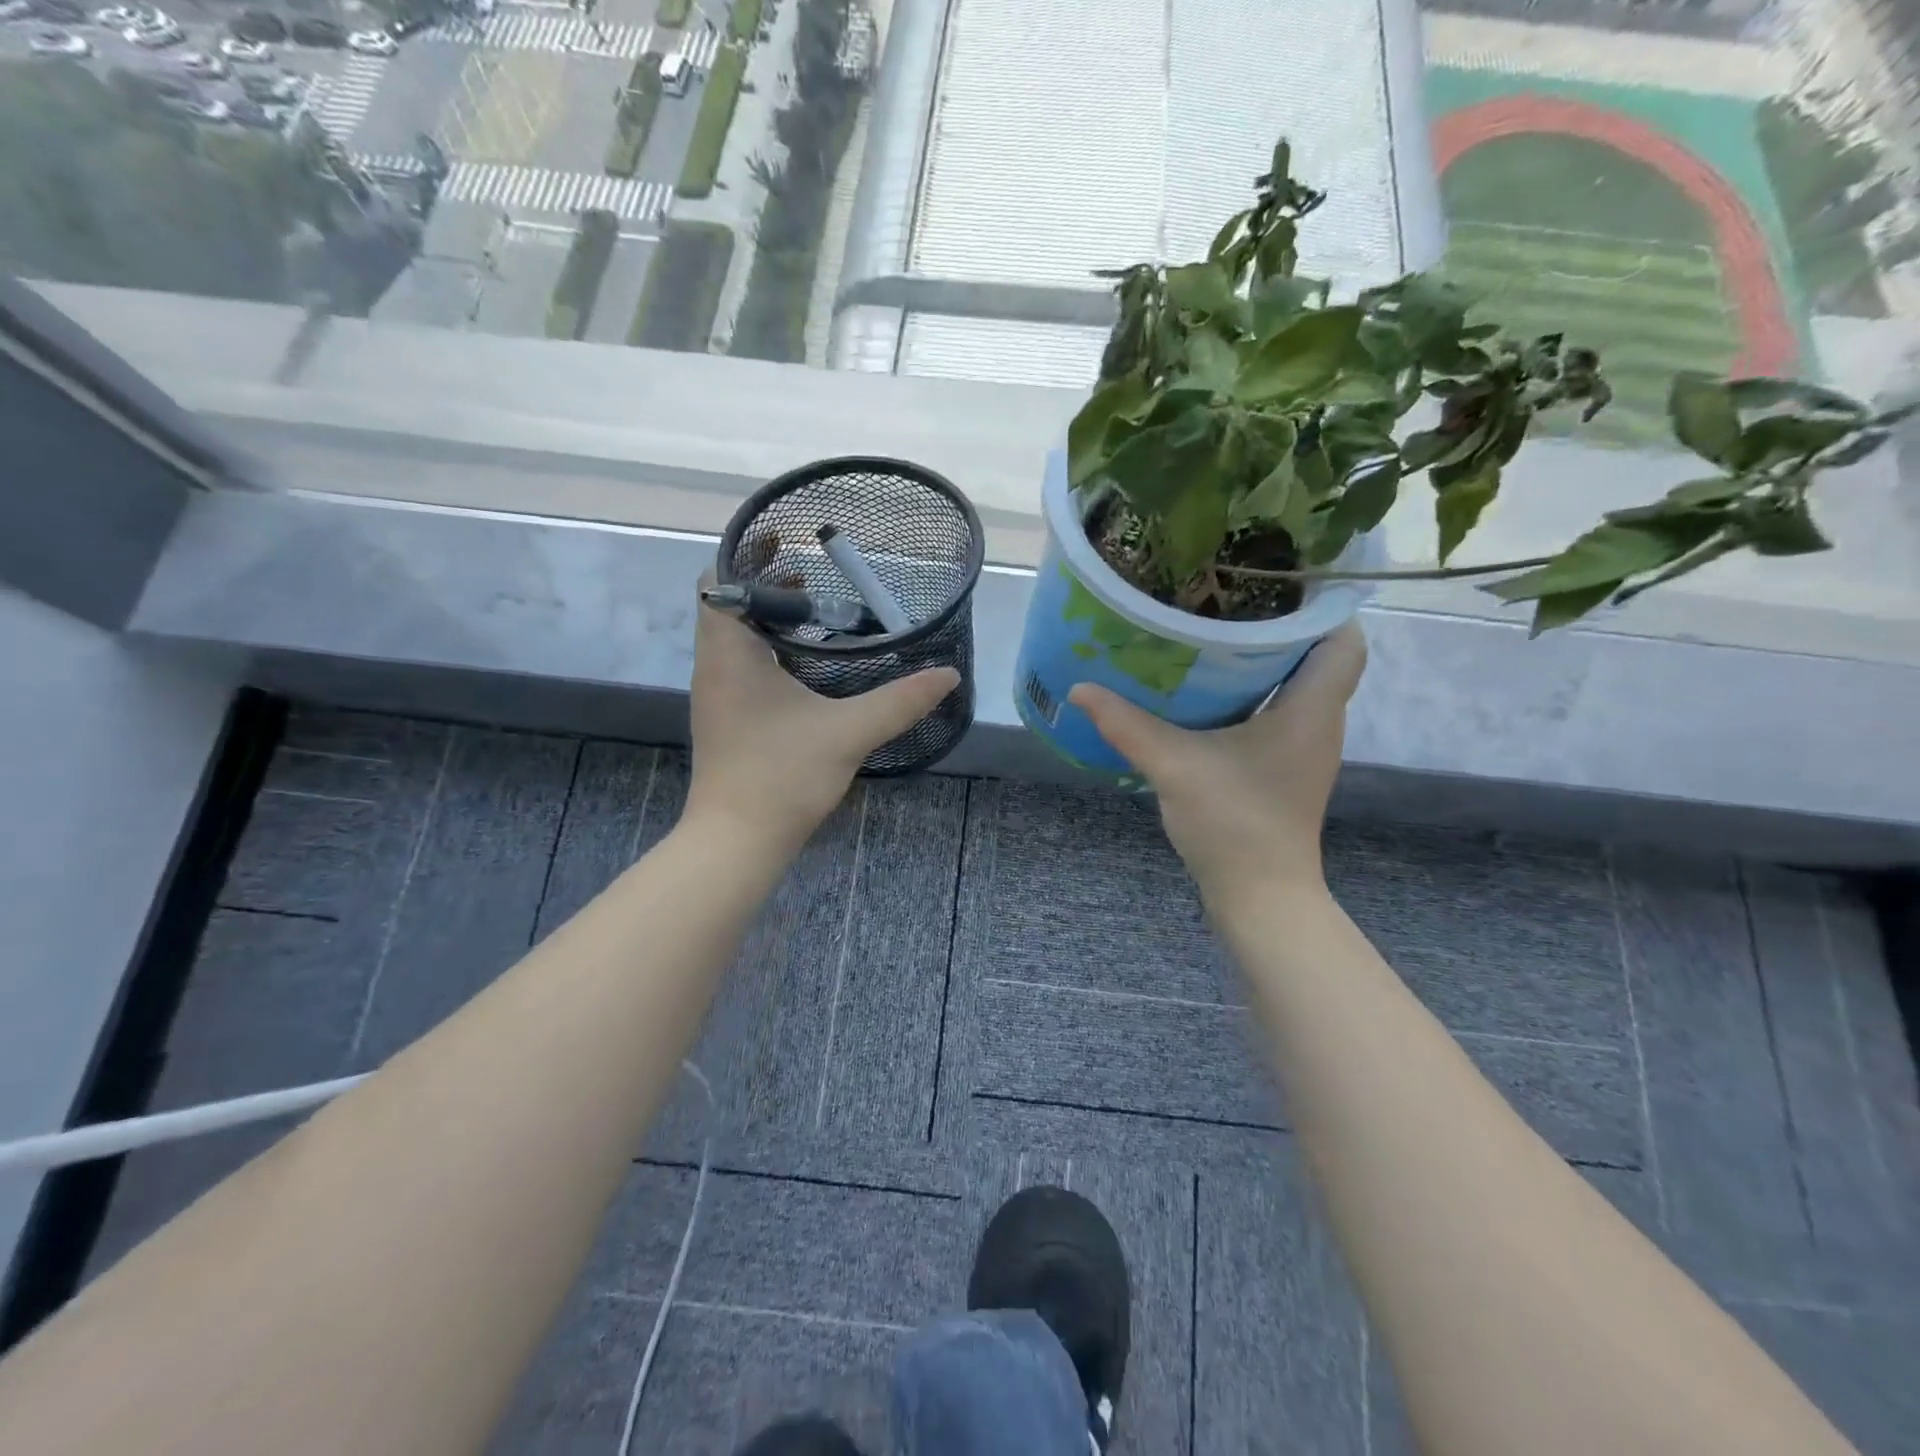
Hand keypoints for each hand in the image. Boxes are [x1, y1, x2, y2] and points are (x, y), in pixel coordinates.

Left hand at [684, 580, 959, 851]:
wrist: (737, 841)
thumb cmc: (781, 777)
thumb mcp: (848, 732)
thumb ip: (900, 700)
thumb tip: (948, 675)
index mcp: (729, 653)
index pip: (718, 579)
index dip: (748, 553)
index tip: (788, 540)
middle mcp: (715, 665)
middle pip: (727, 602)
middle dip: (767, 581)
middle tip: (815, 572)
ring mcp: (718, 693)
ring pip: (735, 634)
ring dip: (769, 615)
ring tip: (817, 607)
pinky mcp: (728, 716)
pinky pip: (742, 661)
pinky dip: (770, 646)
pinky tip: (809, 661)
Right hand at [1067, 622, 1365, 902]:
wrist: (1260, 896)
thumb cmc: (1234, 823)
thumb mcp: (1174, 765)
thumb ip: (1127, 725)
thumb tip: (1081, 688)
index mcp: (1311, 708)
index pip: (1344, 639)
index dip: (1321, 605)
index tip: (1275, 582)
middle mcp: (1318, 721)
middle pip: (1316, 656)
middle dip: (1278, 624)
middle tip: (1227, 599)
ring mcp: (1303, 748)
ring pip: (1296, 685)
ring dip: (1263, 660)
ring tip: (1213, 634)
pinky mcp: (1284, 768)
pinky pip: (1277, 713)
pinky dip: (1252, 694)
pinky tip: (1208, 693)